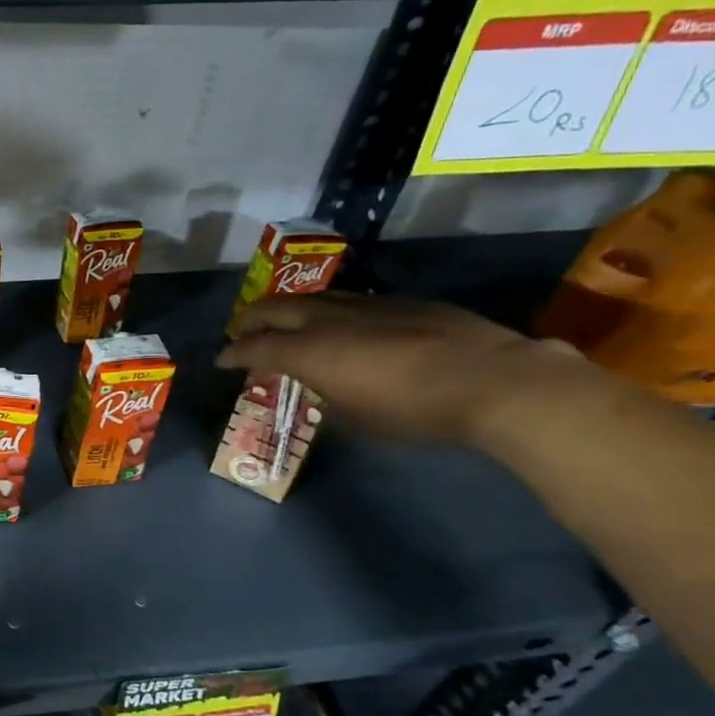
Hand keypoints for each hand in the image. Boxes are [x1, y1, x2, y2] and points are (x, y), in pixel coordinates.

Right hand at [217, 293, 595, 446]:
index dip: (233, 354)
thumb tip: (320, 385)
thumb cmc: (413, 410)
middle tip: (240, 331)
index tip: (221, 360)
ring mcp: (365, 304)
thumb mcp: (355, 417)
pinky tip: (340, 324)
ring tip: (283, 321)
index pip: (255, 346)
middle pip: (274, 309)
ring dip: (288, 309)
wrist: (493, 380)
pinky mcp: (400, 302)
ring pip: (311, 298)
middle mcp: (328, 319)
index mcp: (309, 351)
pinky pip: (348, 301)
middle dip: (250, 320)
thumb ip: (326, 394)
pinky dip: (328, 311)